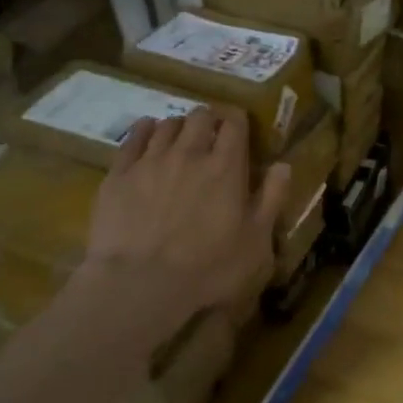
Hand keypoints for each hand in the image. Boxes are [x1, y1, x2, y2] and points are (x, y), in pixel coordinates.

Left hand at [80, 108, 289, 320]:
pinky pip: (133, 138)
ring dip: (179, 126)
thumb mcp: (257, 241)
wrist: (141, 284)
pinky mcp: (119, 174)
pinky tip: (148, 132)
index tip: (240, 127)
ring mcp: (151, 161)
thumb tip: (284, 166)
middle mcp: (189, 154)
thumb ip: (272, 200)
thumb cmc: (210, 268)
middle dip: (210, 119)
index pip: (235, 125)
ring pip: (167, 125)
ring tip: (182, 137)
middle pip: (201, 118)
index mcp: (226, 168)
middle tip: (212, 133)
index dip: (238, 120)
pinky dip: (145, 130)